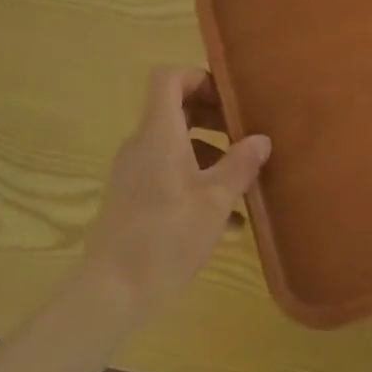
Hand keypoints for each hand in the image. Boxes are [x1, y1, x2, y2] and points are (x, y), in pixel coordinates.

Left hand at [81, 68, 269, 320]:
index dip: (198, 78)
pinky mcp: (132, 200)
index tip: (228, 99)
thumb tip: (261, 139)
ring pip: (175, 146)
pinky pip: (168, 175)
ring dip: (209, 155)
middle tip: (244, 136)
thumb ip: (240, 165)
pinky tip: (227, 221)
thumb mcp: (215, 201)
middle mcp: (142, 145)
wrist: (110, 292)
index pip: (168, 79)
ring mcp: (133, 173)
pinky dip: (195, 182)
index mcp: (159, 134)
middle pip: (175, 111)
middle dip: (213, 118)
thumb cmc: (165, 237)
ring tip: (243, 183)